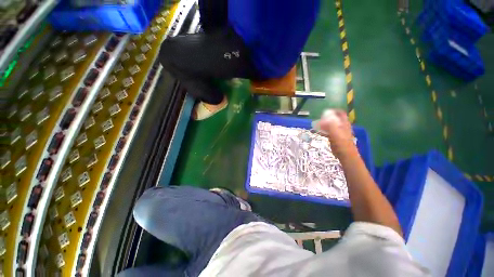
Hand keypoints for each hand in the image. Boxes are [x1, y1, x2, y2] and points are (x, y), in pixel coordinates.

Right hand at [317, 109, 356, 158]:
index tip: (325, 112)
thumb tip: (321, 120)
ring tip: (315, 124)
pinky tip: (316, 131)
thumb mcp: (335, 133)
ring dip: (323, 124)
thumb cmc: (341, 143)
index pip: (340, 113)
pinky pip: (327, 132)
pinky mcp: (334, 138)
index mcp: (344, 124)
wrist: (345, 155)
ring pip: (330, 125)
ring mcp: (338, 132)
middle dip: (326, 118)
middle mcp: (342, 126)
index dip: (334, 111)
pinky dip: (322, 130)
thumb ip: (329, 125)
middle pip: (334, 119)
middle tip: (318, 119)